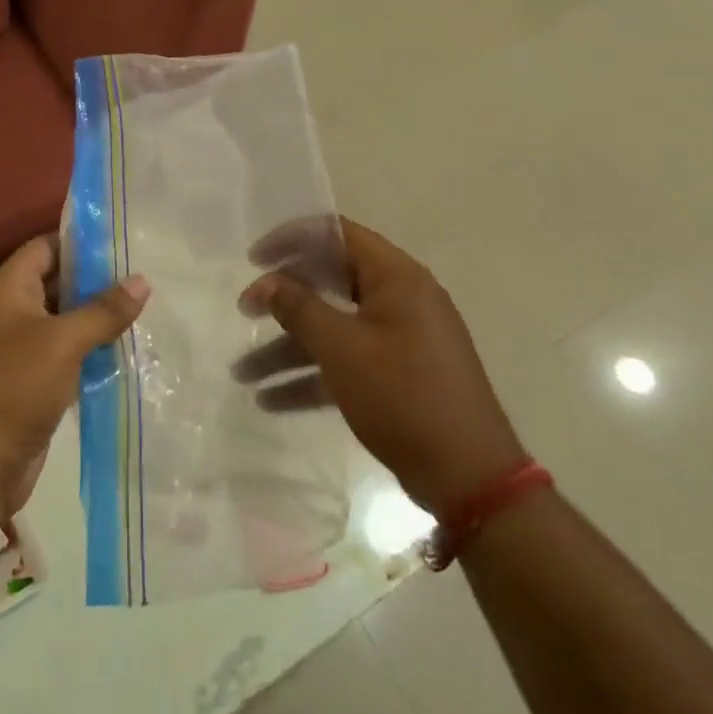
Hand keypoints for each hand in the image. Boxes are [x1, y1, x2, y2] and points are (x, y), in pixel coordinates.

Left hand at [0, 235, 148, 529]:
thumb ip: (103, 310)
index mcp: (7, 290)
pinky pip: (64, 359)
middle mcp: (9, 315)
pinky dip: (90, 356)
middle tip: (144, 279)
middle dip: (95, 283)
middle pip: (55, 285)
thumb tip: (141, 280)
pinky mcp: (29, 387)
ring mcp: (17, 353)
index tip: (122, 243)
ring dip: (96, 322)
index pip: (44, 248)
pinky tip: (125, 356)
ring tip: (144, 313)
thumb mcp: (62, 342)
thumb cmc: (12, 388)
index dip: (79, 242)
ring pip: (63, 325)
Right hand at [237, 219, 526, 521]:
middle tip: (245, 309)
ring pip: (334, 328)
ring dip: (288, 348)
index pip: (337, 234)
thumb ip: (299, 307)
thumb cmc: (403, 396)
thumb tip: (265, 282)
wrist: (470, 479)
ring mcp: (402, 338)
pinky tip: (270, 400)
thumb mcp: (342, 348)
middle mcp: (401, 298)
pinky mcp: (399, 375)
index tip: (254, 259)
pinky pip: (348, 361)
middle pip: (331, 281)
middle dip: (283, 299)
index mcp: (396, 277)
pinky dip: (313, 375)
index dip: (291, 239)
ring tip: (242, 373)